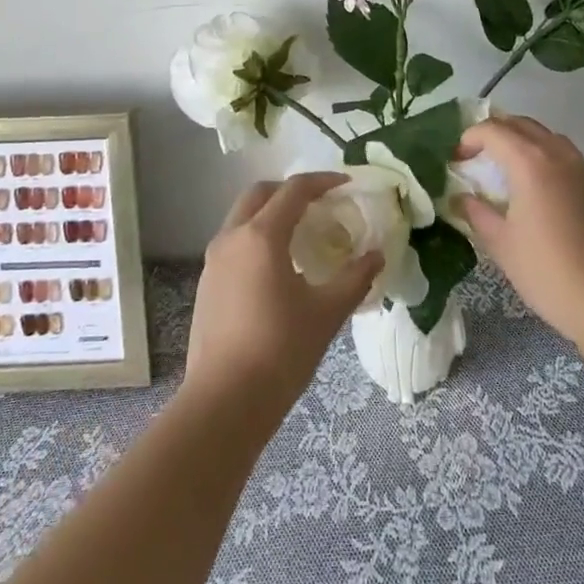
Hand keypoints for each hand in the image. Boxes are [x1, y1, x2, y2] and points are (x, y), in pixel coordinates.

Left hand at [183, 173, 383, 424]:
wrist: (224, 402)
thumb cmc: (280, 350)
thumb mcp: (326, 313)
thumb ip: (355, 278)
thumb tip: (377, 256)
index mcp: (262, 236)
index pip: (294, 190)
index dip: (322, 182)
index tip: (346, 184)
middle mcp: (232, 237)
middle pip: (260, 193)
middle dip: (289, 191)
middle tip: (319, 204)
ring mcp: (214, 261)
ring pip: (242, 217)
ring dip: (270, 213)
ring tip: (300, 235)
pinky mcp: (207, 284)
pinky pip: (234, 243)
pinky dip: (256, 238)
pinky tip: (277, 268)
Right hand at [453, 114, 583, 342]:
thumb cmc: (548, 270)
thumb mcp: (501, 243)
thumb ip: (476, 213)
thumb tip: (460, 198)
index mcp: (529, 160)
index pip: (492, 130)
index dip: (469, 139)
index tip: (455, 161)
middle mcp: (556, 152)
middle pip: (519, 124)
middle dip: (492, 133)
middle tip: (473, 158)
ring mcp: (579, 166)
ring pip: (542, 134)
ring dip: (517, 140)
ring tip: (500, 168)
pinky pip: (559, 152)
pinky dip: (538, 153)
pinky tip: (530, 186)